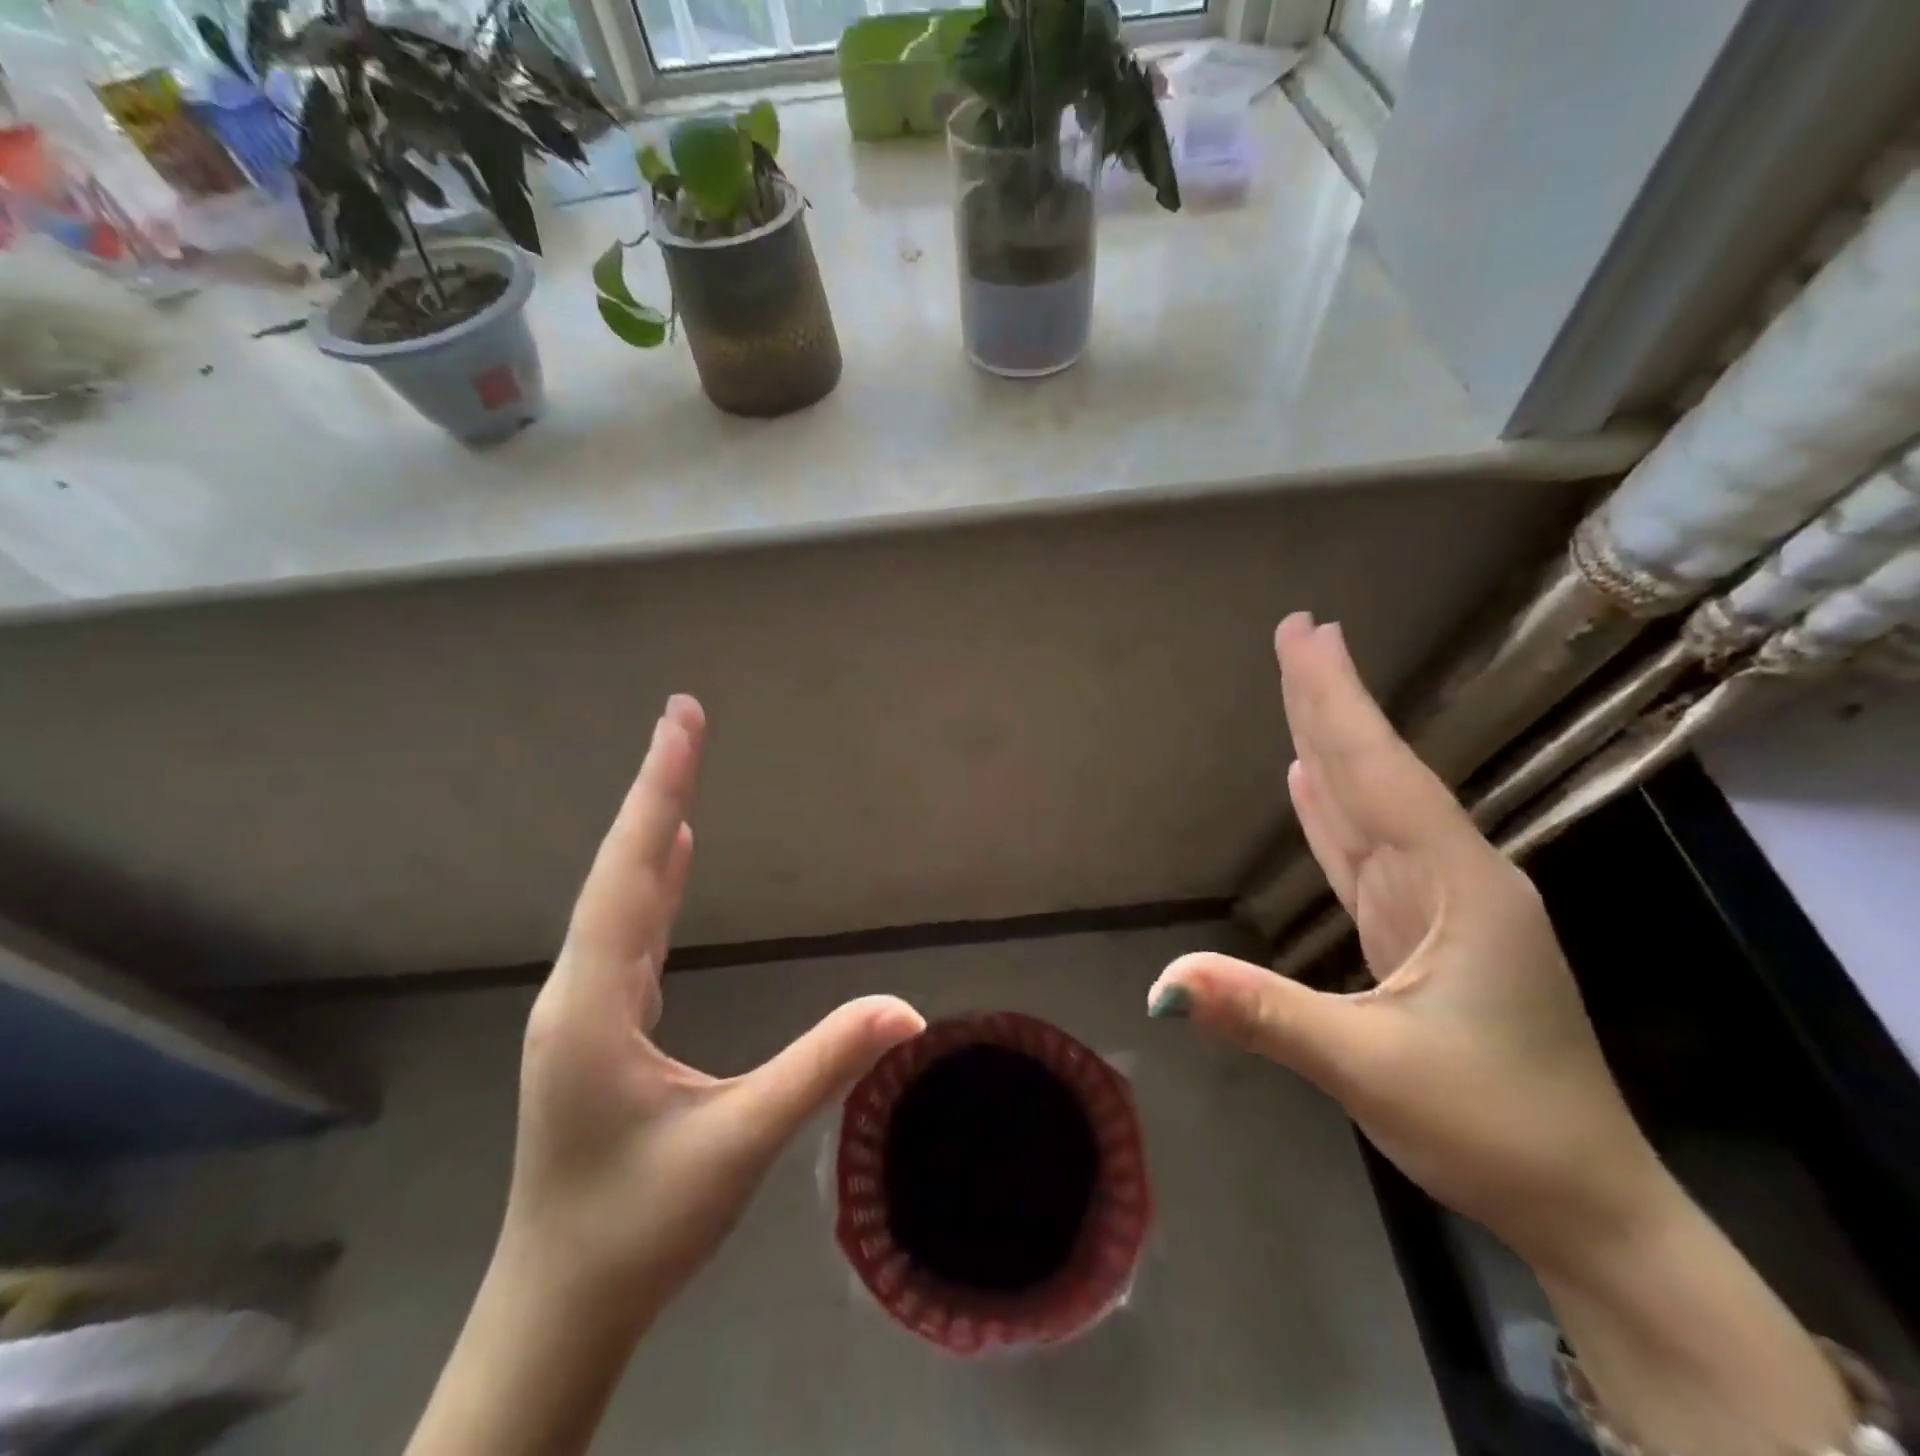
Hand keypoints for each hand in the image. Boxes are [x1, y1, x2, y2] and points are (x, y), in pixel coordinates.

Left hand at [502, 695, 925, 1312]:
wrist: (558, 1309)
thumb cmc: (638, 1227)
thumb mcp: (739, 1145)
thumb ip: (821, 1067)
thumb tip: (906, 1009)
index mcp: (595, 1004)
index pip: (630, 872)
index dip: (659, 790)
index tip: (680, 720)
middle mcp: (579, 990)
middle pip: (619, 870)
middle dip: (656, 789)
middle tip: (684, 720)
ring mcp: (585, 1009)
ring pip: (620, 899)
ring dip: (650, 832)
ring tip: (678, 774)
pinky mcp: (600, 1027)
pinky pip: (627, 932)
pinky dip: (652, 883)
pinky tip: (671, 864)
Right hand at [1150, 617, 1852, 1455]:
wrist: (1585, 1204)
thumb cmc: (1493, 1129)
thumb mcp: (1374, 1073)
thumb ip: (1268, 1015)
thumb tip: (1163, 985)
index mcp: (1456, 888)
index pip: (1380, 774)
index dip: (1338, 702)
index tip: (1306, 634)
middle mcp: (1450, 878)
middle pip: (1376, 773)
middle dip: (1334, 701)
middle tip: (1299, 633)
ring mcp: (1435, 905)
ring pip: (1370, 806)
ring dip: (1333, 745)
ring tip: (1300, 690)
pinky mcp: (1417, 933)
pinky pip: (1364, 852)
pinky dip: (1333, 810)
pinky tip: (1311, 783)